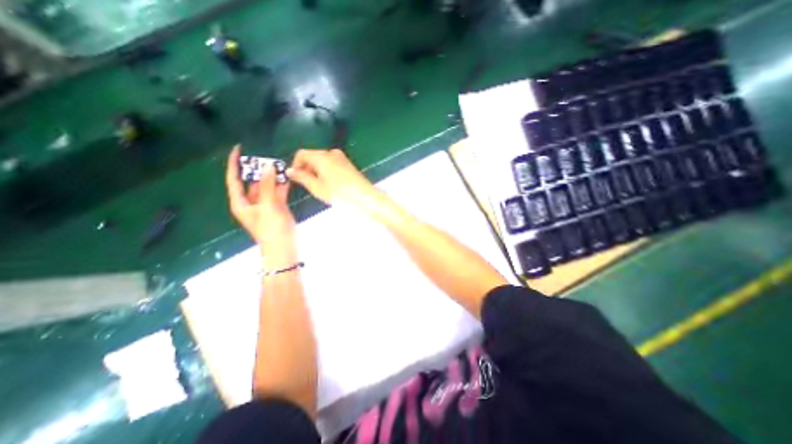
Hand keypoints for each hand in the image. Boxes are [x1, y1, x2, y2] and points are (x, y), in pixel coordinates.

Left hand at [224, 145, 294, 248]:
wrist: (284, 247)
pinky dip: (281, 186)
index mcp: (241, 202)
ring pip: (266, 187)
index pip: (234, 179)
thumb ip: (267, 186)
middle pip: (251, 182)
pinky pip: (277, 193)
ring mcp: (265, 205)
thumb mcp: (268, 206)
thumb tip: (268, 166)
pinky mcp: (277, 207)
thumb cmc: (271, 229)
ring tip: (278, 164)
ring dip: (271, 177)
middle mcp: (251, 202)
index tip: (238, 149)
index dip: (234, 164)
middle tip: (266, 157)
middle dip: (257, 170)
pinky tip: (287, 177)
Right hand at [289, 147, 382, 211]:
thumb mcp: (317, 187)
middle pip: (312, 156)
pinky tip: (330, 184)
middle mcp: (331, 153)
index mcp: (321, 156)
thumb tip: (291, 171)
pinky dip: (326, 171)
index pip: (301, 154)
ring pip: (322, 160)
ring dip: (316, 170)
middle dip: (306, 168)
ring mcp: (341, 158)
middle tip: (306, 183)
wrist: (364, 197)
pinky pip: (332, 163)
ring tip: (319, 186)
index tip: (295, 177)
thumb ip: (302, 177)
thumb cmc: (340, 193)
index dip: (295, 165)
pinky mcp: (348, 163)